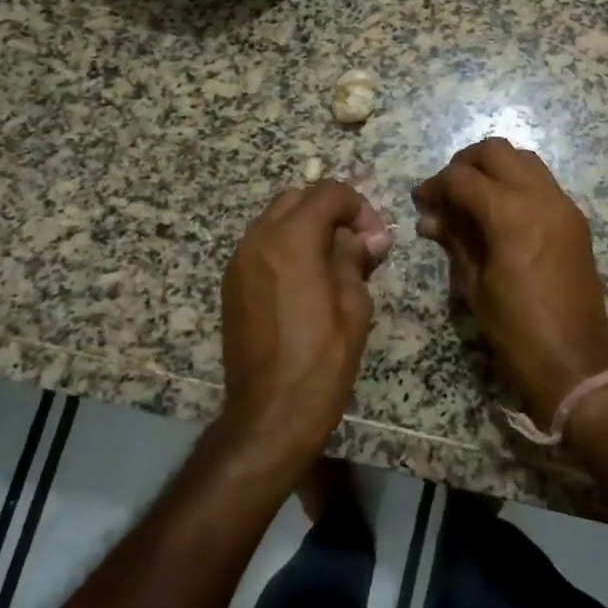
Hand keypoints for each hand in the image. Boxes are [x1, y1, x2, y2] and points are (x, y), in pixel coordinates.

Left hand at [219, 181, 392, 467]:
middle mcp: (258, 240)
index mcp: (291, 240)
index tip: (375, 240)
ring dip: (307, 228)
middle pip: (298, 198)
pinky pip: (262, 246)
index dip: (359, 207)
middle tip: (355, 246)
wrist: (269, 414)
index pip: (328, 193)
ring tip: (332, 264)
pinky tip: (306, 281)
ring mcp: (239, 262)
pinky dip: (286, 247)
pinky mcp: (231, 284)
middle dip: (330, 212)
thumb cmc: (321, 361)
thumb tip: (367, 238)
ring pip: (276, 219)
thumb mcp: (353, 306)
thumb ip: (355, 260)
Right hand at [412, 138, 607, 421]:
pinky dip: (518, 182)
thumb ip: (455, 240)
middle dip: (465, 163)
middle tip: (447, 190)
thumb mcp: (474, 284)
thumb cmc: (515, 327)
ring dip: (495, 167)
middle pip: (496, 151)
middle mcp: (539, 196)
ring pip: (524, 159)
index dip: (435, 185)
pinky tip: (501, 210)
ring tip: (473, 196)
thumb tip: (431, 218)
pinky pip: (542, 181)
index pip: (461, 177)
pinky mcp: (575, 218)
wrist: (575, 357)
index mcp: (509, 213)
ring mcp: (562, 204)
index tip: (420, 200)